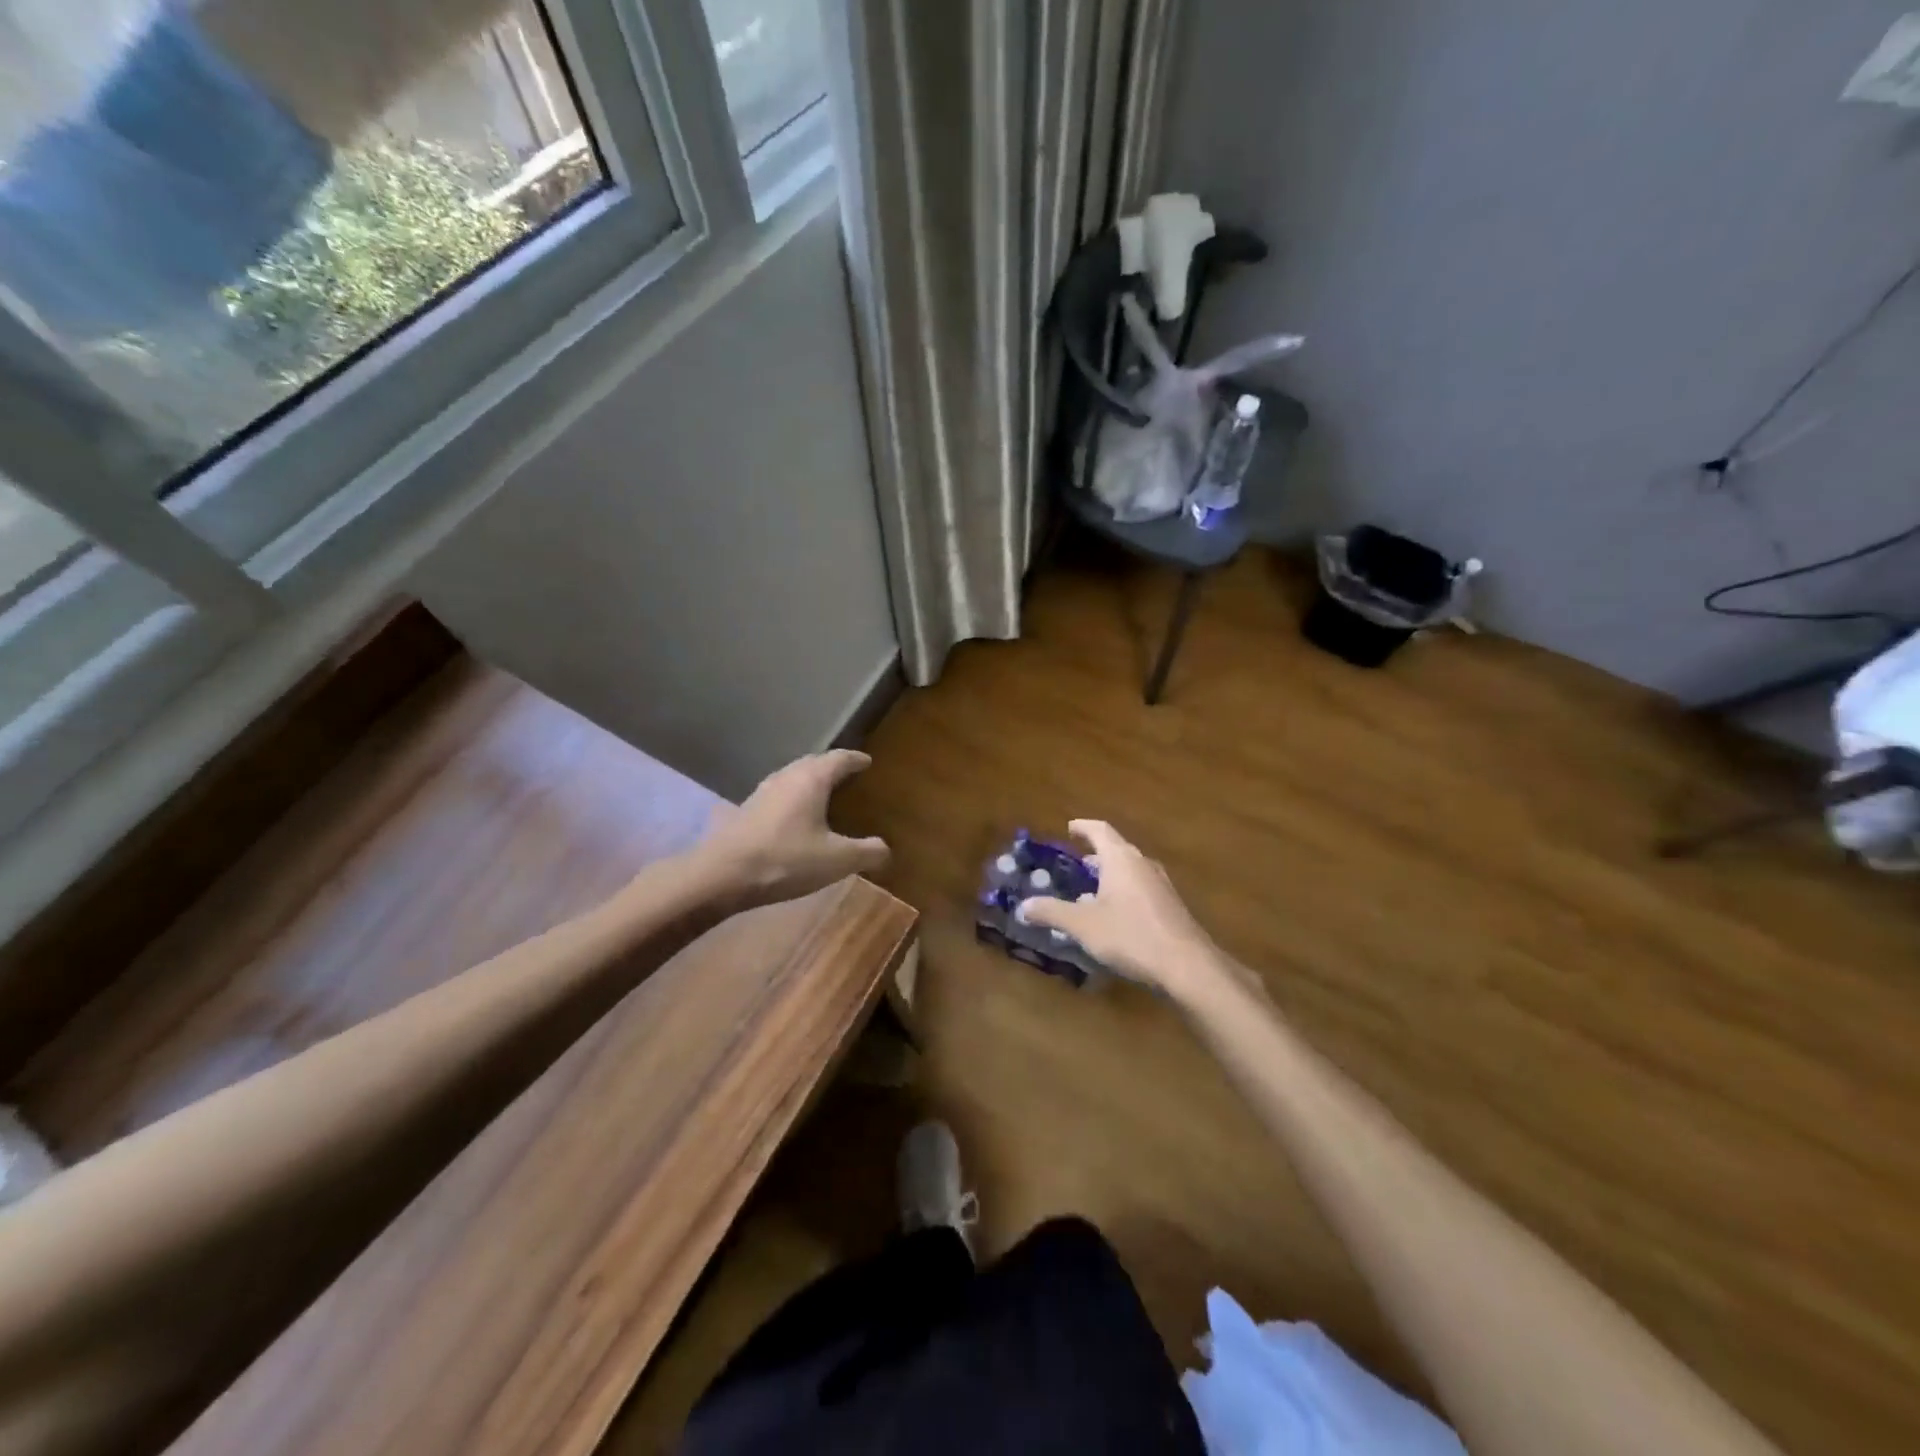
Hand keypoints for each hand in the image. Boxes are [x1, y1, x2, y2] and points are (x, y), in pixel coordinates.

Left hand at [691, 750, 889, 911]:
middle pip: (814, 762)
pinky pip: (779, 793)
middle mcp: (787, 777)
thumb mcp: (836, 860)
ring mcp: (762, 791)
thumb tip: (886, 849)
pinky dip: (794, 797)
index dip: (856, 759)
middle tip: (849, 776)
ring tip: (824, 794)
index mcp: (811, 779)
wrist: (721, 875)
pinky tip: (796, 816)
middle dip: (832, 766)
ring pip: (793, 776)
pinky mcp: (747, 810)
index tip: (868, 762)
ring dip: (810, 781)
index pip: (839, 758)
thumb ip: (866, 852)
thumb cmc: (785, 859)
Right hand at [1017, 821, 1219, 997]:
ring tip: (1093, 887)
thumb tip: (1023, 905)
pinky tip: (1116, 913)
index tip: (1069, 827)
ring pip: (1131, 869)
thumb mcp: (1083, 925)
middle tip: (1077, 861)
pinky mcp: (1170, 906)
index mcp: (1120, 859)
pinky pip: (1141, 887)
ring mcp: (1161, 884)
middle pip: (1117, 849)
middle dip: (1096, 852)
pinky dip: (1124, 890)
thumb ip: (1052, 912)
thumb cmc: (1130, 935)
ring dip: (1111, 873)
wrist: (1187, 965)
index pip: (1100, 830)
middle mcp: (1142, 864)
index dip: (1083, 827)